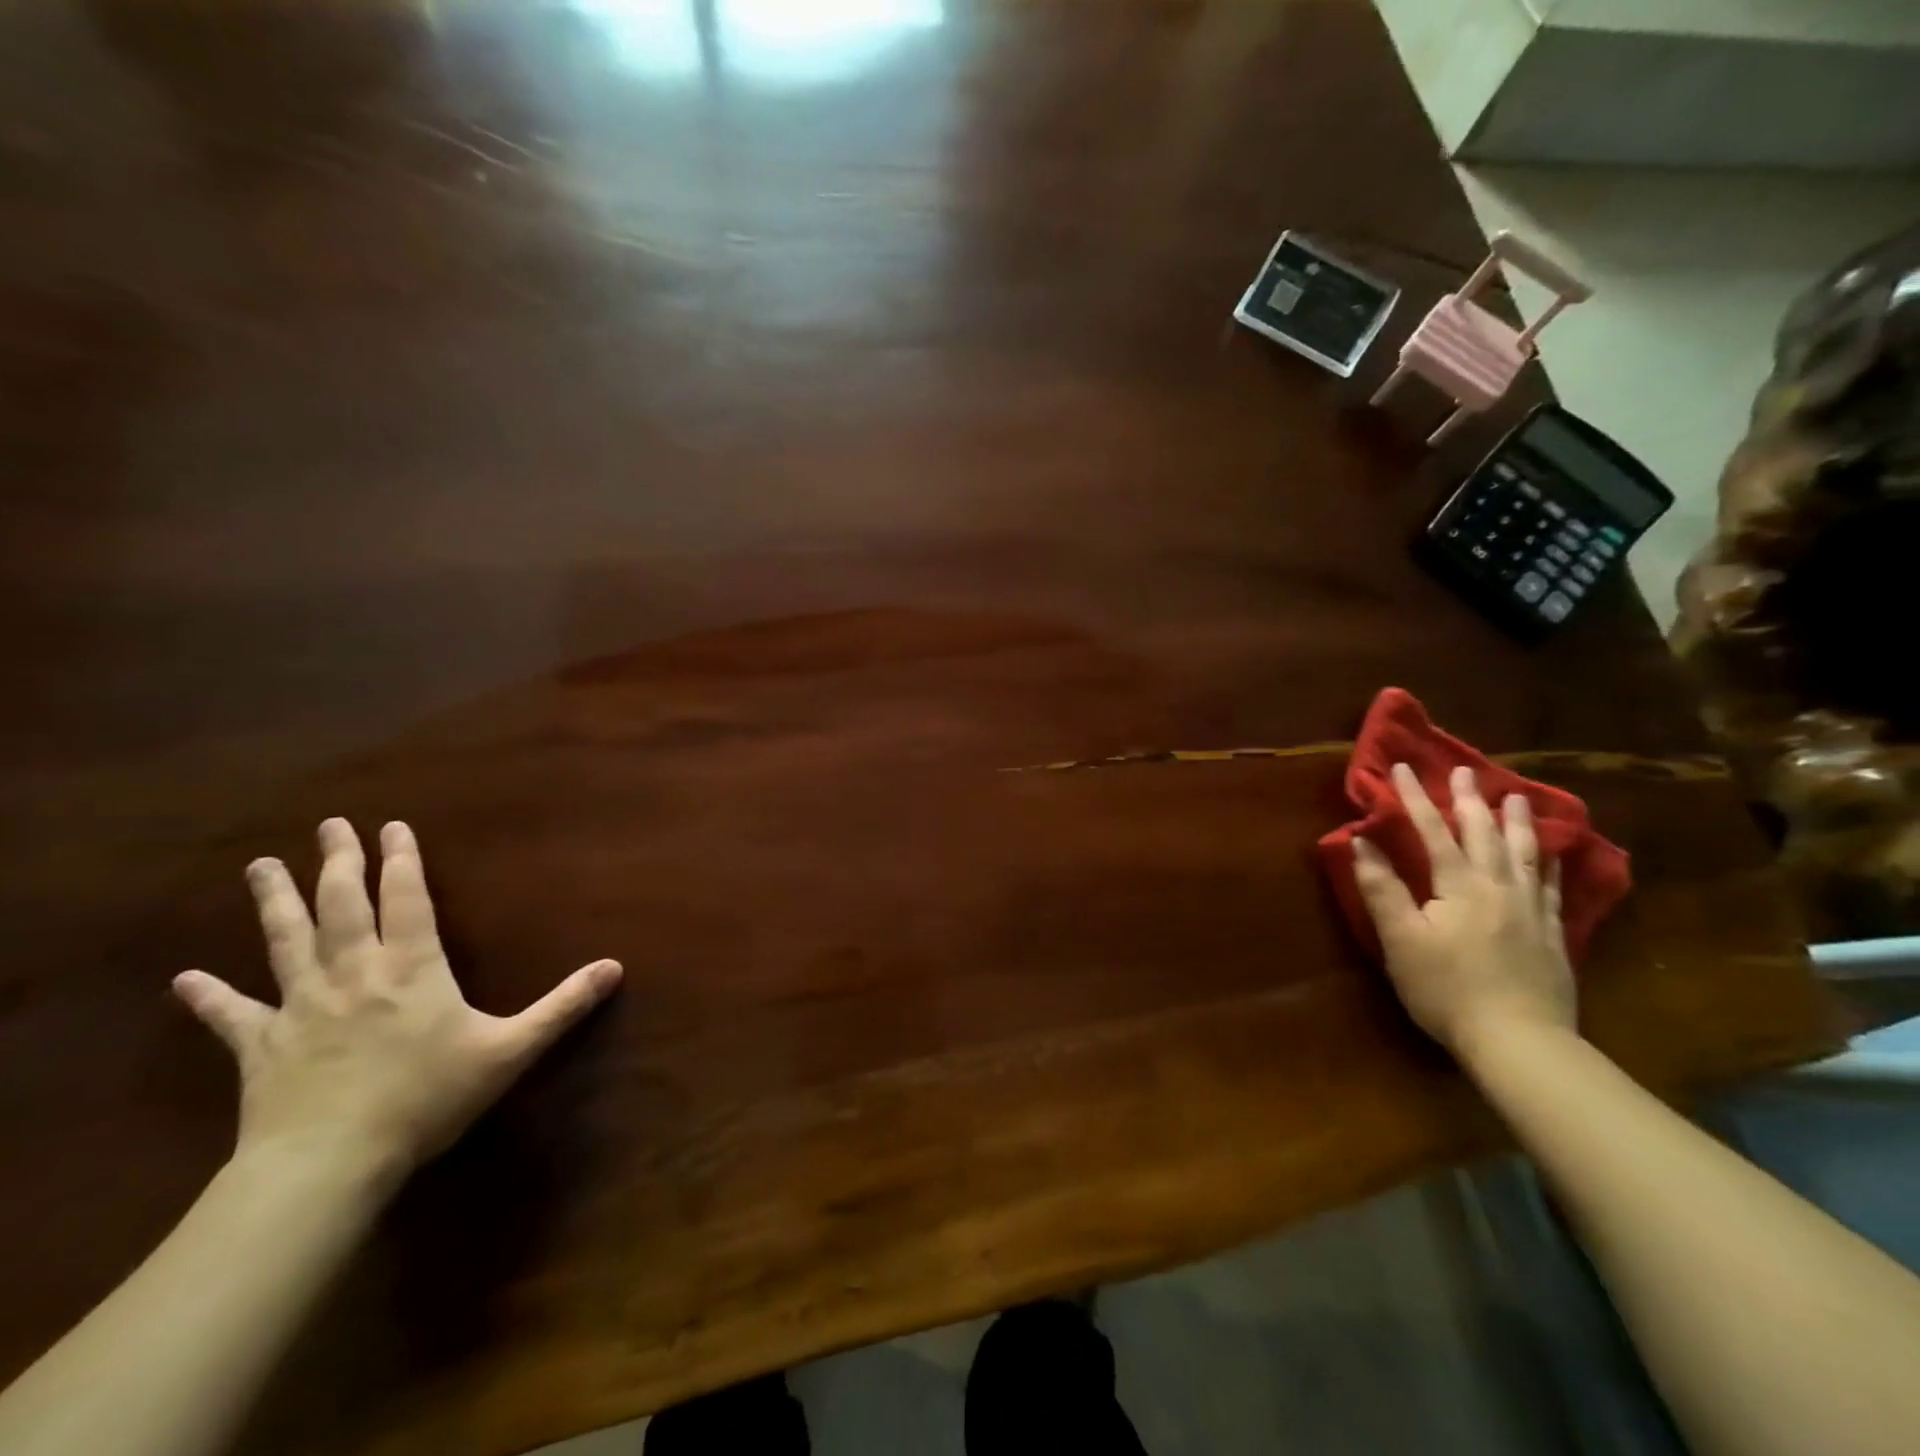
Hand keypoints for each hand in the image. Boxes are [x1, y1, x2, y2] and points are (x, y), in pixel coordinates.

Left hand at [172, 818, 622, 1187]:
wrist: (330, 1162)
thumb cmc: (427, 1097)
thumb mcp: (510, 1050)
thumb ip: (562, 1007)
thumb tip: (615, 967)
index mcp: (412, 968)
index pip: (406, 899)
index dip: (401, 859)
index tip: (391, 825)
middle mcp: (355, 973)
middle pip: (342, 906)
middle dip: (338, 863)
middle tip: (328, 825)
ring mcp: (302, 1007)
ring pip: (286, 942)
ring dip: (274, 902)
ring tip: (260, 866)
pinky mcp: (262, 1047)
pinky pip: (233, 1015)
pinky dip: (208, 997)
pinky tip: (185, 979)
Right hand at [1352, 763, 1574, 1061]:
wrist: (1520, 1041)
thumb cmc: (1447, 989)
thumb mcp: (1400, 939)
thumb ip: (1382, 888)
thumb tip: (1361, 842)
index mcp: (1459, 886)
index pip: (1433, 832)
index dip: (1414, 799)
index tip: (1401, 768)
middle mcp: (1499, 888)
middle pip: (1484, 834)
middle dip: (1469, 800)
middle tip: (1464, 771)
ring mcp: (1532, 911)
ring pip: (1526, 854)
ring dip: (1518, 822)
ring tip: (1517, 796)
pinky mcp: (1553, 935)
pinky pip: (1555, 888)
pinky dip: (1553, 864)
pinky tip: (1556, 854)